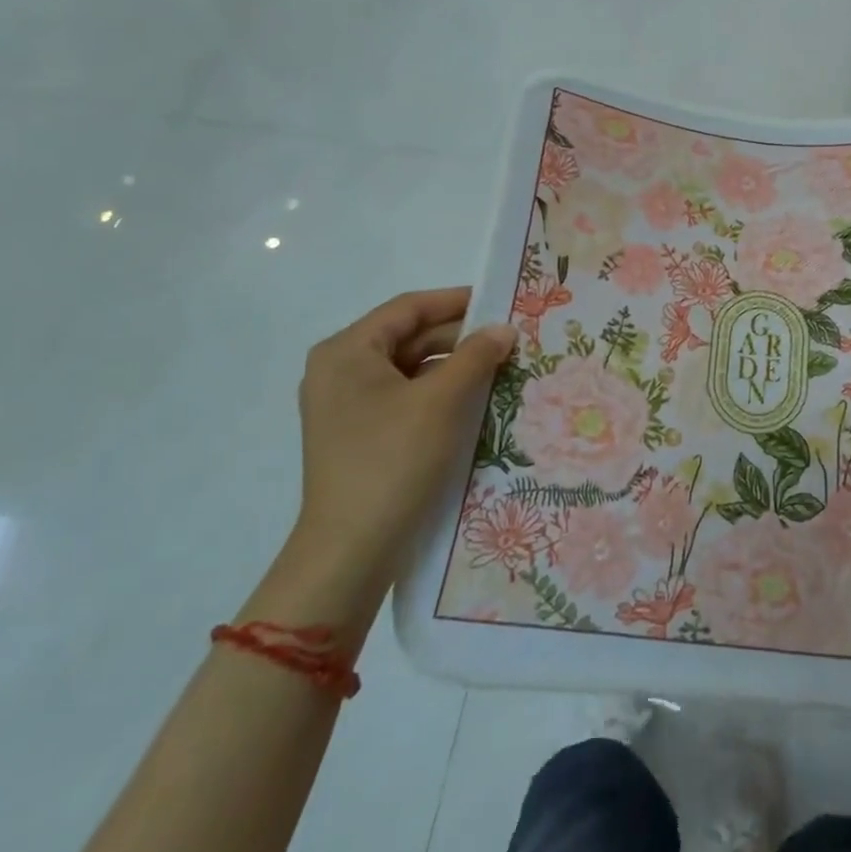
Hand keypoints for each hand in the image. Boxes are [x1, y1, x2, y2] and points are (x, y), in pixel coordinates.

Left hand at [294, 288, 516, 577]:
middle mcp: (340, 371)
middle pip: (409, 338)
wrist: (352, 550)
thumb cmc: (393, 460)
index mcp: (347, 351)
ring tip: (502, 368)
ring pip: (412, 370)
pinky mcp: (361, 435)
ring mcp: (348, 406)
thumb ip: (476, 355)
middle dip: (461, 338)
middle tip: (510, 340)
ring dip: (455, 367)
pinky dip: (440, 394)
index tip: (500, 301)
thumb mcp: (442, 401)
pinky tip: (477, 400)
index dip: (457, 301)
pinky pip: (406, 398)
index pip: (409, 308)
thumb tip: (504, 329)